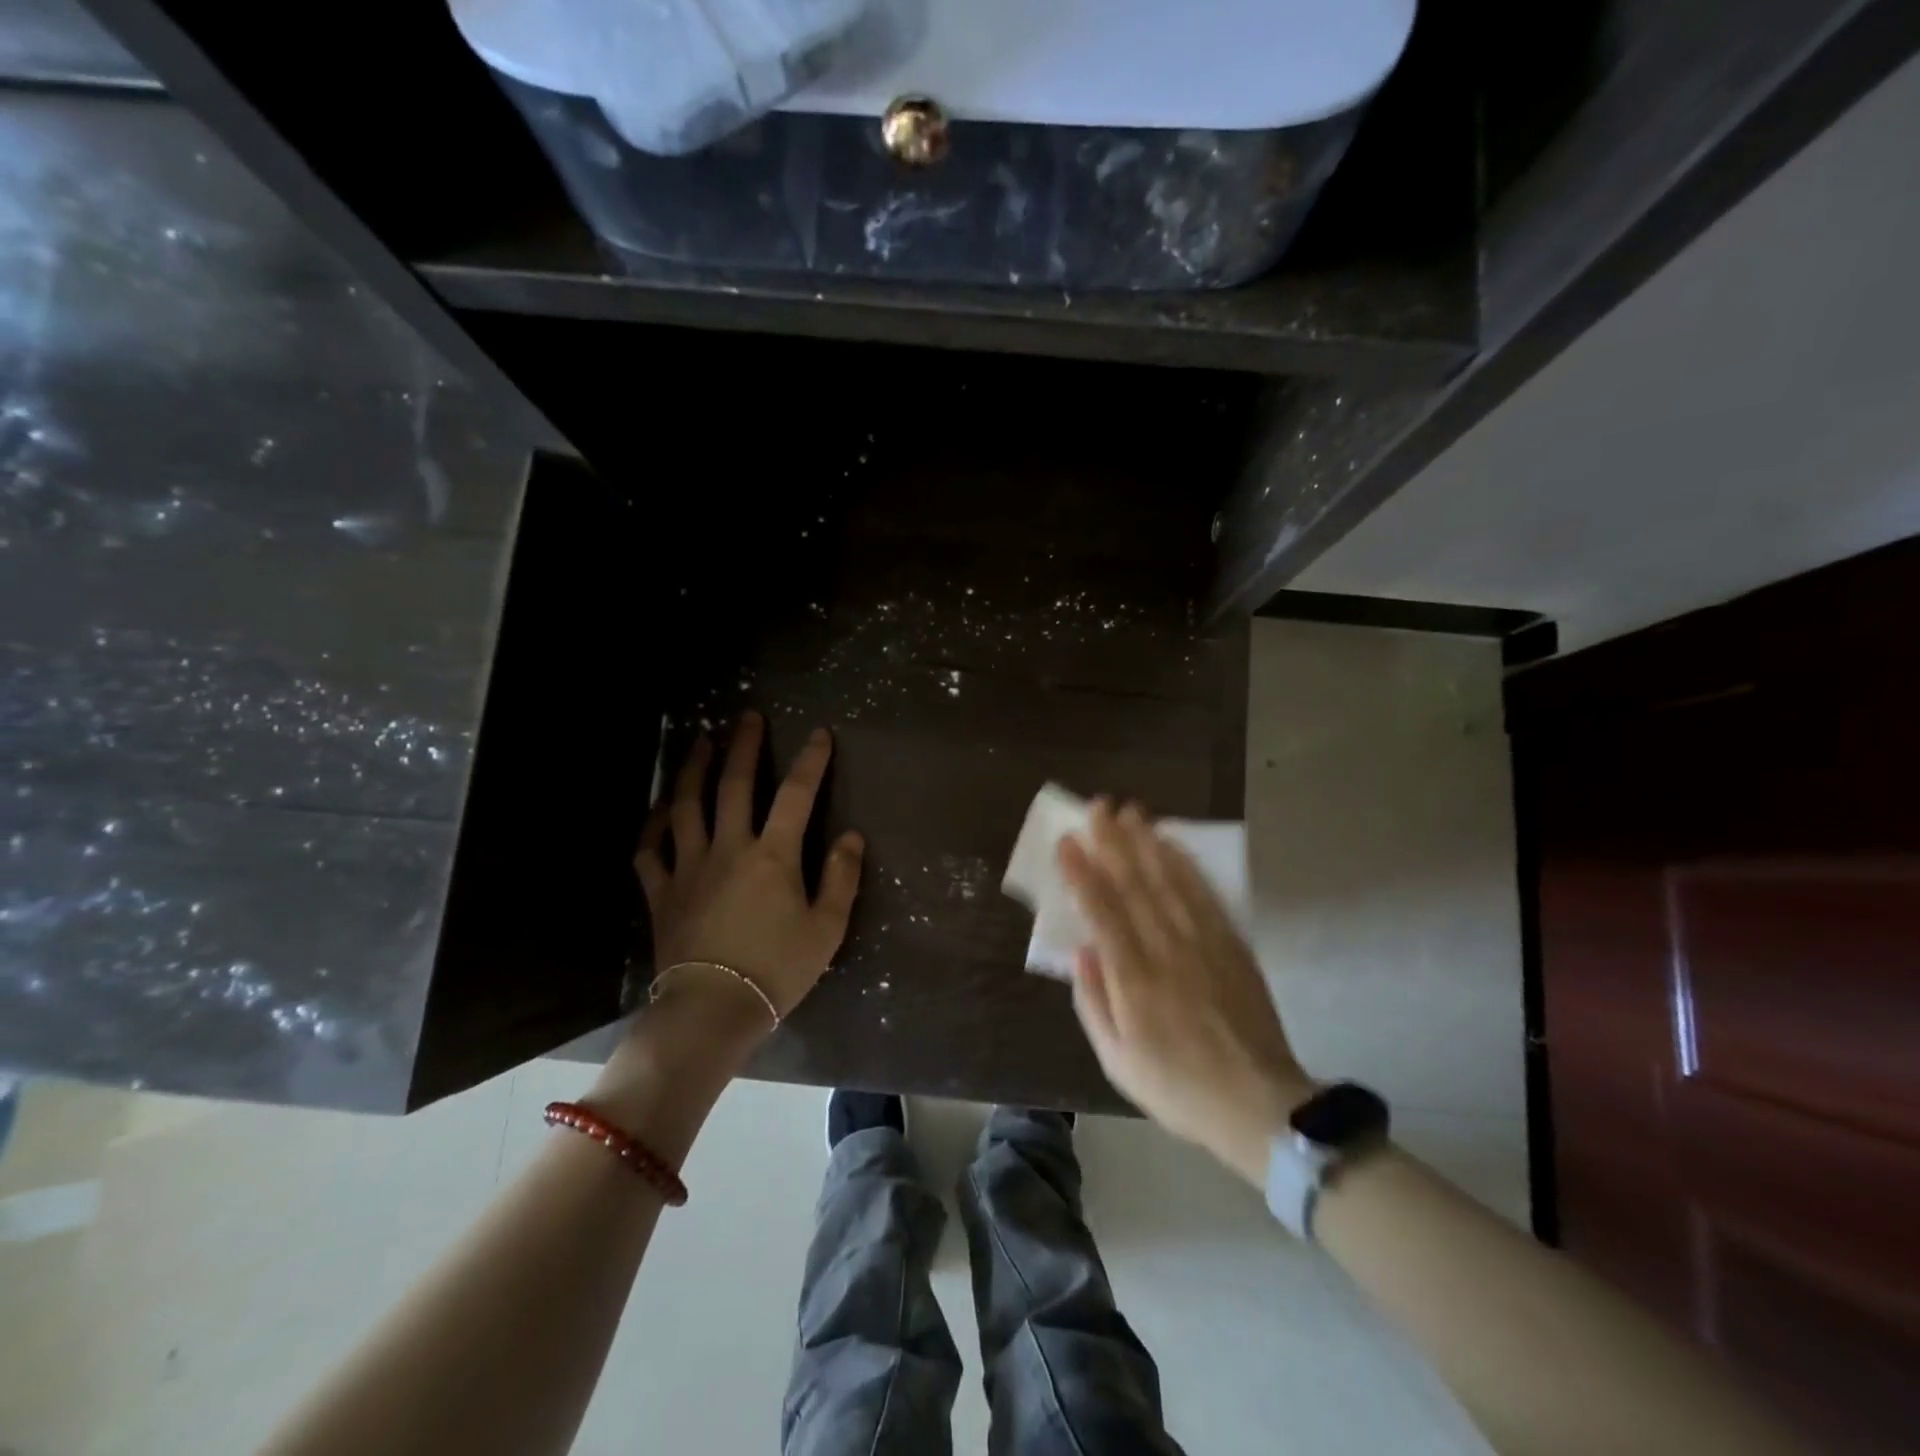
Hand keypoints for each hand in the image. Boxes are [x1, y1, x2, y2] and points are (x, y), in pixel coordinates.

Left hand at [635, 712, 863, 1034]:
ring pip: (686, 805)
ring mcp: (689, 866)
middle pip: (735, 785)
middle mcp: (729, 847)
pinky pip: (650, 849)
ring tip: (701, 742)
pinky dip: (654, 825)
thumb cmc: (777, 970)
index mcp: (773, 855)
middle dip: (745, 747)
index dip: (811, 761)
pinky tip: (661, 810)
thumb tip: (851, 836)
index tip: (819, 734)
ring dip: (693, 768)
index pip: (796, 795)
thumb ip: (842, 878)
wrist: (712, 1010)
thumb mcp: (827, 929)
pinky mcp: (661, 891)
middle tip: (747, 717)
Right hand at [1059, 801, 1313, 1186]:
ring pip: (1170, 881)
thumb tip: (1081, 949)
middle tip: (1098, 807)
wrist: (1258, 1105)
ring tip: (1131, 812)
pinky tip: (1173, 844)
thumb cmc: (1176, 1087)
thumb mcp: (1117, 1060)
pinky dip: (1187, 865)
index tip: (1067, 840)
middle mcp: (1168, 951)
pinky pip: (1205, 896)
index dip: (1082, 873)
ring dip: (1147, 843)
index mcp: (1134, 980)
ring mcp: (1204, 944)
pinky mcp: (1232, 945)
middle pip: (1136, 885)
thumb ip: (1093, 1001)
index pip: (1103, 912)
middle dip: (1114, 842)